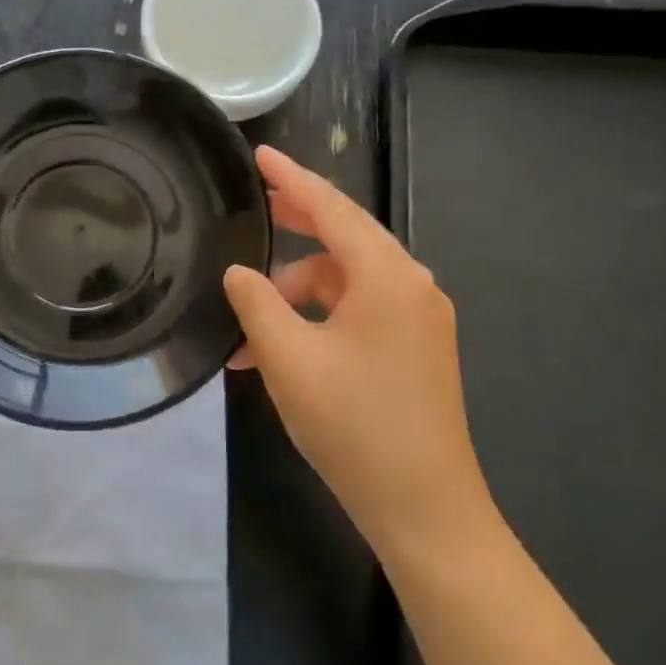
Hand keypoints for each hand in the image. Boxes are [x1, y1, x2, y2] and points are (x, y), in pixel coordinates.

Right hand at [224, 147, 498, 558]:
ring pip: (344, 282)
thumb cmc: (354, 425)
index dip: (291, 178)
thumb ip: (256, 302)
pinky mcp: (414, 349)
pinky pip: (357, 313)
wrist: (426, 510)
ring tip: (247, 329)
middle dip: (294, 223)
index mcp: (387, 277)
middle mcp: (410, 287)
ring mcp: (417, 320)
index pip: (332, 208)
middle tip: (252, 208)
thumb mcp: (289, 358)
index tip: (260, 154)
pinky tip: (277, 353)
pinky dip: (316, 320)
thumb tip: (239, 271)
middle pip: (343, 236)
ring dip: (295, 293)